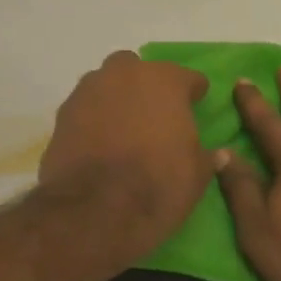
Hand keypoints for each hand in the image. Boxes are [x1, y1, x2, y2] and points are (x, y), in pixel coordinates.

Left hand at [37, 50, 211, 264]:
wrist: (94, 210)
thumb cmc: (157, 185)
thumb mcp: (196, 176)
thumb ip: (206, 157)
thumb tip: (218, 154)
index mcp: (164, 81)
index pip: (188, 78)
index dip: (194, 92)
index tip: (196, 105)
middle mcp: (124, 75)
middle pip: (138, 69)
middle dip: (145, 86)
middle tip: (153, 115)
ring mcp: (88, 91)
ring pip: (106, 85)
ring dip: (115, 100)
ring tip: (123, 129)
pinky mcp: (62, 115)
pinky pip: (84, 109)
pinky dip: (92, 120)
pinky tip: (98, 143)